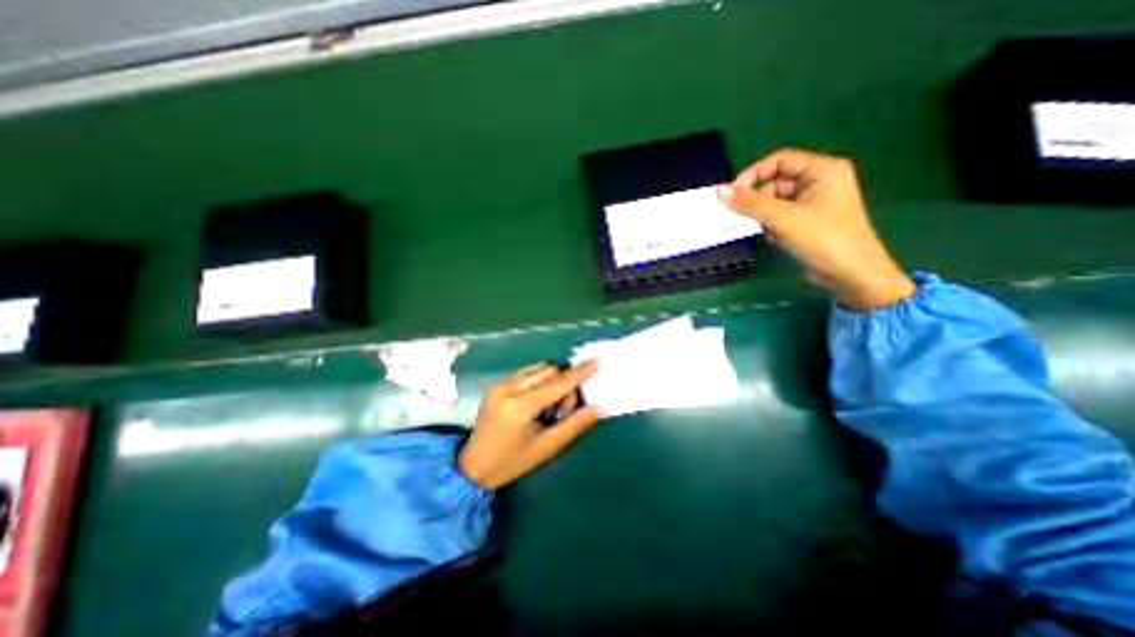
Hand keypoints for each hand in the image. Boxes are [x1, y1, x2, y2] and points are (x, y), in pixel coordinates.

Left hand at [459, 361, 606, 489]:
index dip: (578, 373)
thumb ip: (574, 425)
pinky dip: (538, 382)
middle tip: (562, 410)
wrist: (472, 467)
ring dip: (551, 381)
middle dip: (563, 384)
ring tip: (548, 407)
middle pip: (548, 370)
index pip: (556, 383)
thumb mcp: (547, 447)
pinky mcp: (495, 384)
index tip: (596, 362)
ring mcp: (499, 384)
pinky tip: (535, 402)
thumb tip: (597, 407)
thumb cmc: (512, 462)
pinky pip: (526, 373)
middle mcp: (507, 388)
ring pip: (537, 369)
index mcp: (520, 406)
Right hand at [721, 148, 914, 310]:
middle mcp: (819, 181)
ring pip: (775, 201)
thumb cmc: (823, 239)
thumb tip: (719, 192)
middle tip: (736, 215)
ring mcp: (814, 202)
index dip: (753, 174)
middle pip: (775, 181)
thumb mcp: (784, 218)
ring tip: (754, 229)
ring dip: (760, 214)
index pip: (779, 160)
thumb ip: (750, 204)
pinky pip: (780, 215)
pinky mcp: (807, 221)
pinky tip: (768, 237)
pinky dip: (769, 224)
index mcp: (822, 170)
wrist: (851, 275)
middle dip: (755, 198)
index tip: (730, 194)